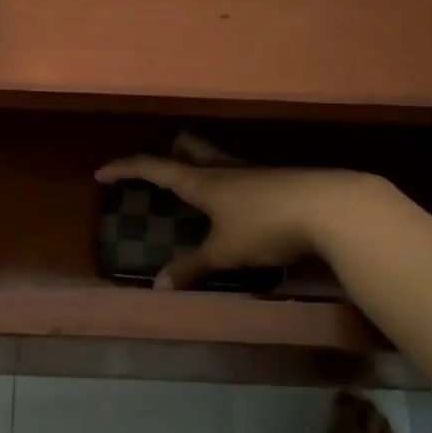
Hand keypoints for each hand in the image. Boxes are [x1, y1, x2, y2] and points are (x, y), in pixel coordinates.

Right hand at [95, 136, 384, 288]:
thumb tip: (159, 286)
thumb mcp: (225, 252)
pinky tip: (235, 205)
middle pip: (187, 147)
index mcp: (200, 180)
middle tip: (155, 170)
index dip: (124, 169)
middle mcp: (222, 167)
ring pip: (214, 157)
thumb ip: (192, 267)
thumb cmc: (266, 225)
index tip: (101, 173)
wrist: (330, 207)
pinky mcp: (275, 179)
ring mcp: (250, 170)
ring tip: (192, 188)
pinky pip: (239, 174)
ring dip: (198, 166)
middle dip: (168, 153)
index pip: (152, 167)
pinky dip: (226, 183)